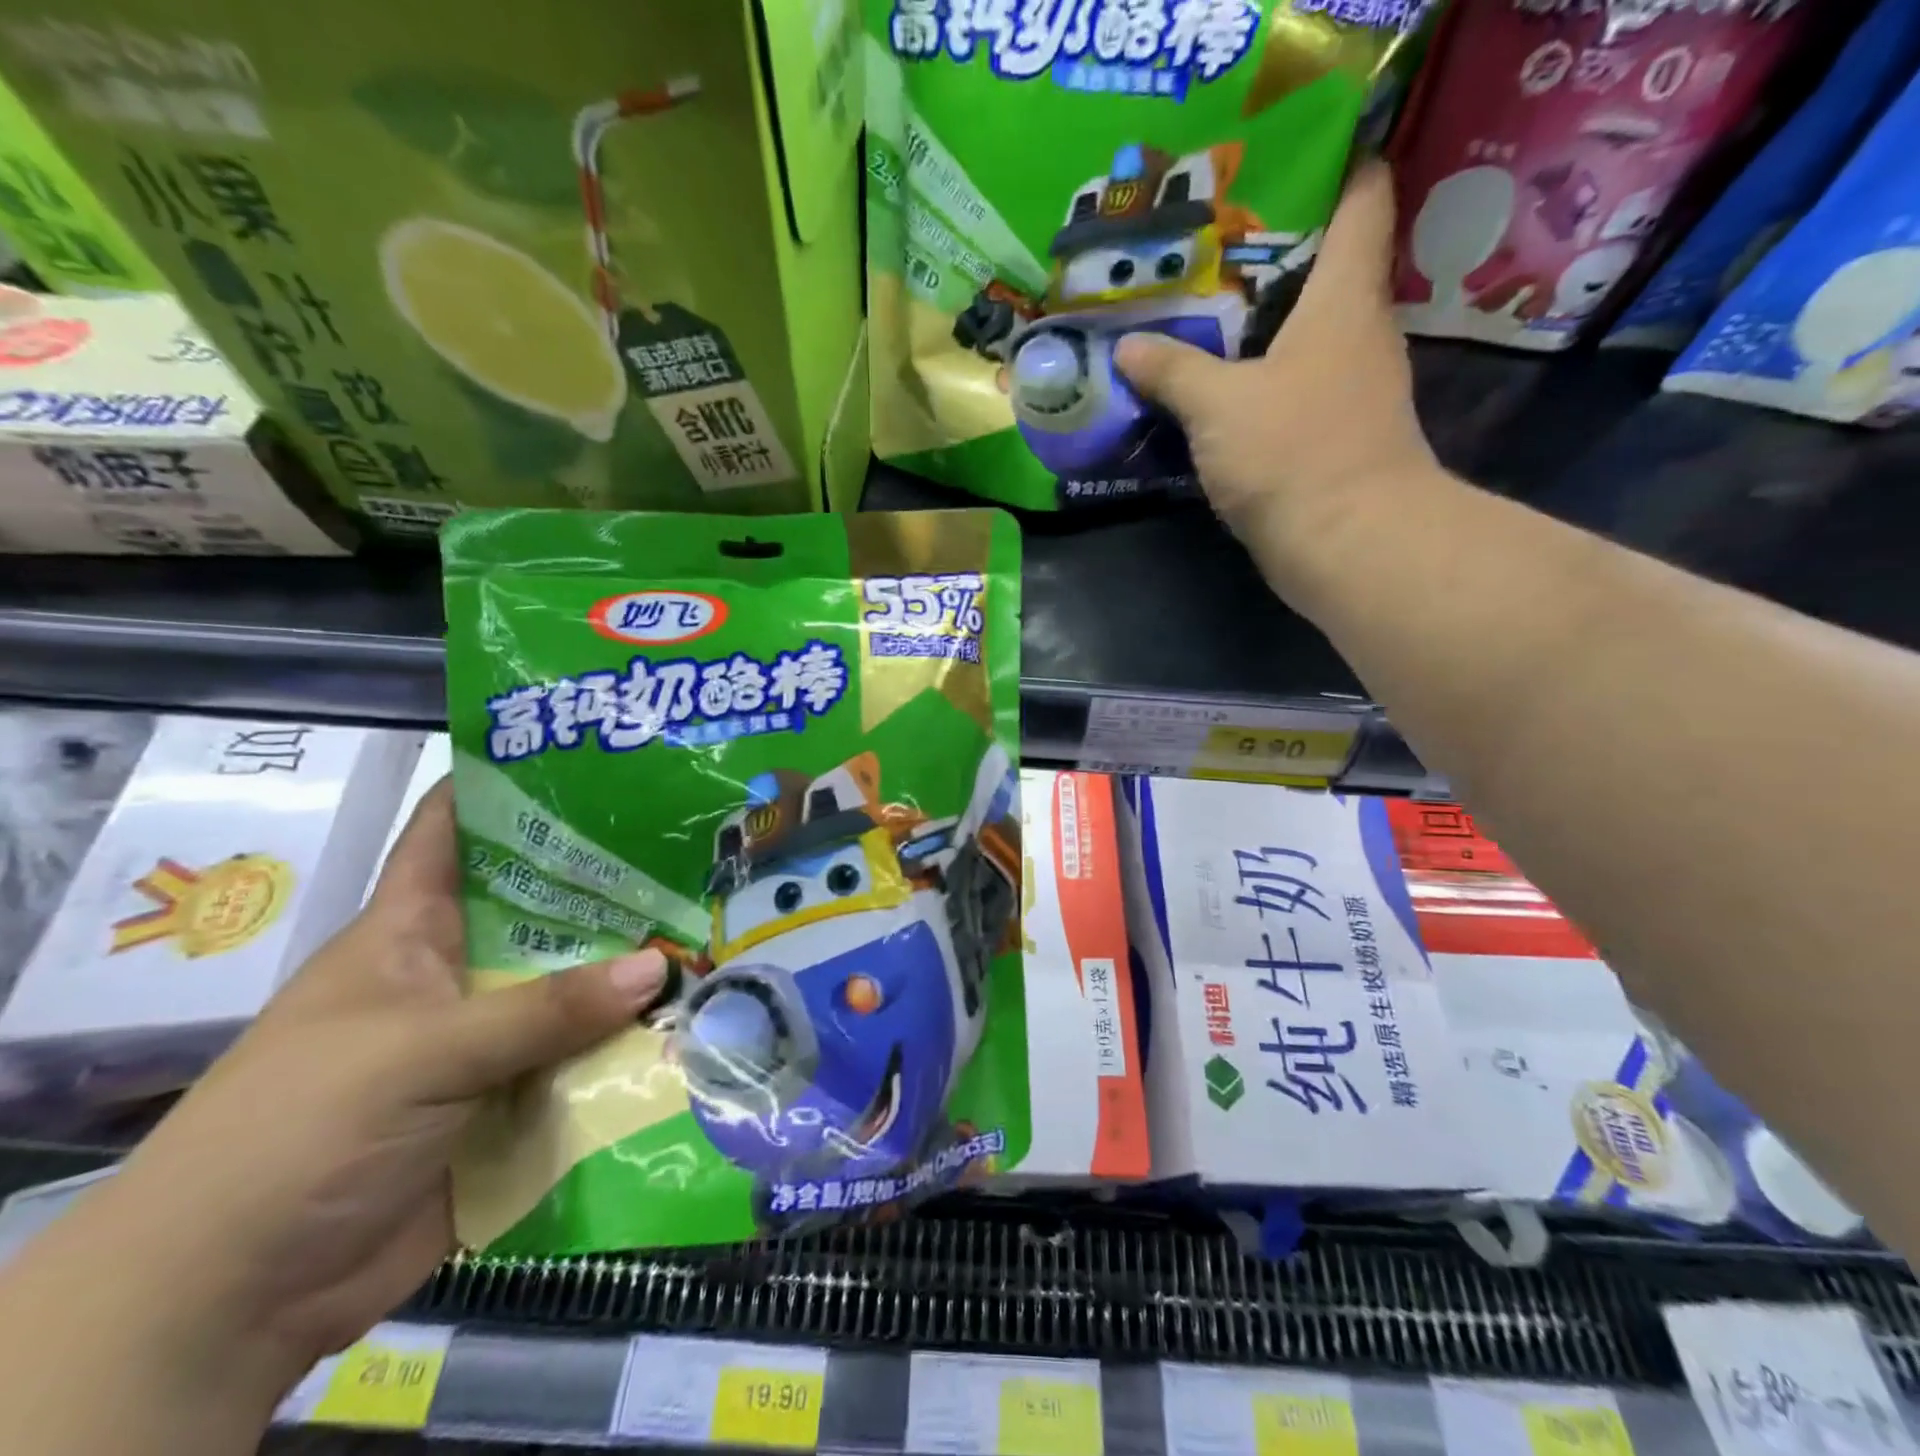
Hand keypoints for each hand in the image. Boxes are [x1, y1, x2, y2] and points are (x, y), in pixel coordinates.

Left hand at [36, 782, 668, 1397]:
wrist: (236, 1300)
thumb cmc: (300, 1131)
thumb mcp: (420, 1052)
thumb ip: (544, 1011)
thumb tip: (660, 967)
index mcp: (414, 932)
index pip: (456, 833)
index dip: (509, 787)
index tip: (591, 758)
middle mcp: (461, 974)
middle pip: (546, 912)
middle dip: (616, 885)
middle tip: (699, 852)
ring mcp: (491, 1040)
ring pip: (578, 990)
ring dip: (638, 974)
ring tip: (721, 932)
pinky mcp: (516, 1100)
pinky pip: (587, 1062)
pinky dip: (635, 1049)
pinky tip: (701, 1024)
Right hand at [1116, 164, 1438, 592]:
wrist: (1349, 544)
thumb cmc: (1292, 452)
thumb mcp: (1218, 405)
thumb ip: (1172, 370)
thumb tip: (1129, 347)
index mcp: (1344, 297)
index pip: (1360, 197)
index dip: (1330, 164)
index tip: (1275, 160)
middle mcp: (1357, 330)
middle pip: (1322, 265)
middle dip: (1265, 250)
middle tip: (1200, 245)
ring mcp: (1348, 385)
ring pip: (1302, 330)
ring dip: (1256, 321)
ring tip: (1194, 310)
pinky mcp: (1332, 432)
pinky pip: (1291, 382)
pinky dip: (1257, 375)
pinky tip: (1212, 384)